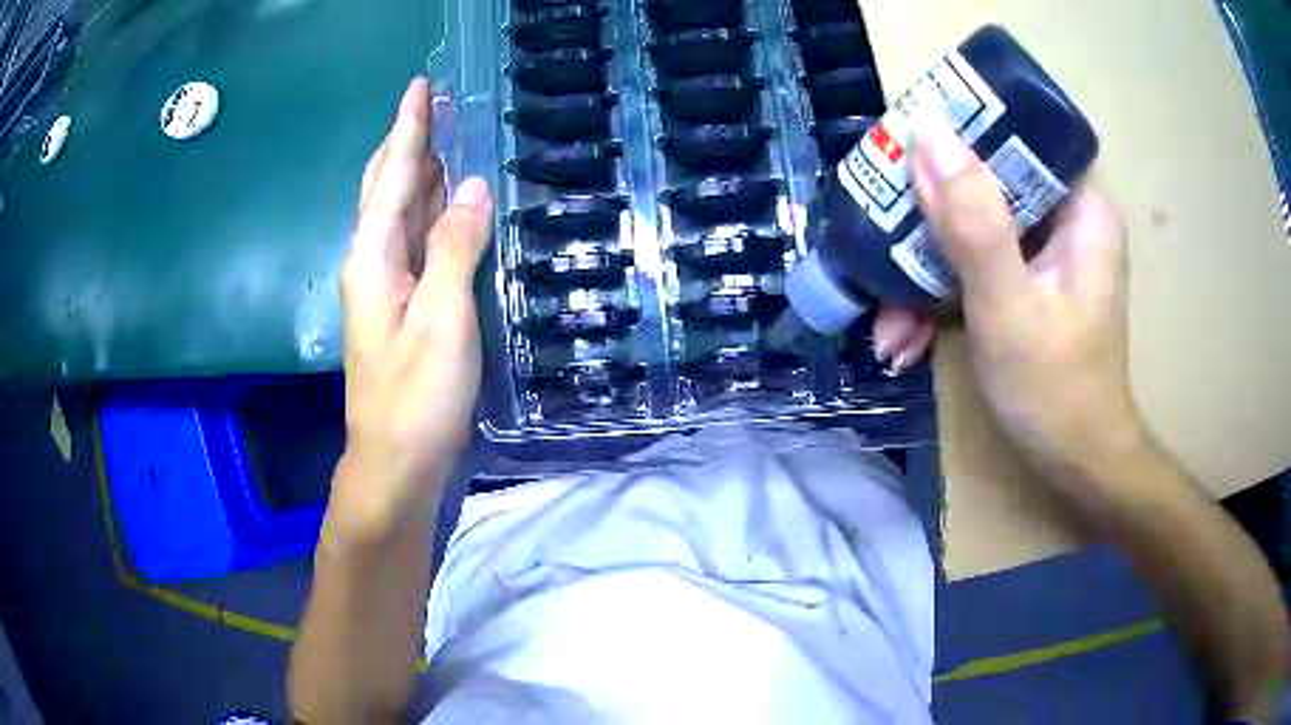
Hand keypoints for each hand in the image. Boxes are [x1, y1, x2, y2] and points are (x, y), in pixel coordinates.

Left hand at [332, 77, 492, 536]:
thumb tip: (474, 187)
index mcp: (373, 256)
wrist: (396, 462)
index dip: (410, 128)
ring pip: (401, 212)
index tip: (420, 85)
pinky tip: (449, 203)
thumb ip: (454, 248)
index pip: (396, 174)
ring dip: (422, 171)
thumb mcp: (441, 319)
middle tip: (436, 103)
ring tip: (446, 137)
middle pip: (389, 186)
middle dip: (410, 141)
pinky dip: (432, 211)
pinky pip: (416, 240)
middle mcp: (372, 261)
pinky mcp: (403, 305)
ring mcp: (386, 285)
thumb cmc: (415, 396)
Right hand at [879, 121, 1142, 469]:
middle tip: (881, 232)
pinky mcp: (1024, 281)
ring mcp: (1043, 252)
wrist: (1077, 466)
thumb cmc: (1057, 392)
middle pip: (988, 177)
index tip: (911, 142)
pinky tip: (905, 337)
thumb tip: (927, 133)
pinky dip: (939, 296)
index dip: (968, 124)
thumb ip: (974, 223)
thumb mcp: (1010, 308)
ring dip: (924, 268)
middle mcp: (1064, 218)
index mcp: (1081, 206)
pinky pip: (974, 264)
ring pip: (973, 225)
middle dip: (930, 213)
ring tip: (887, 321)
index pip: (1024, 129)